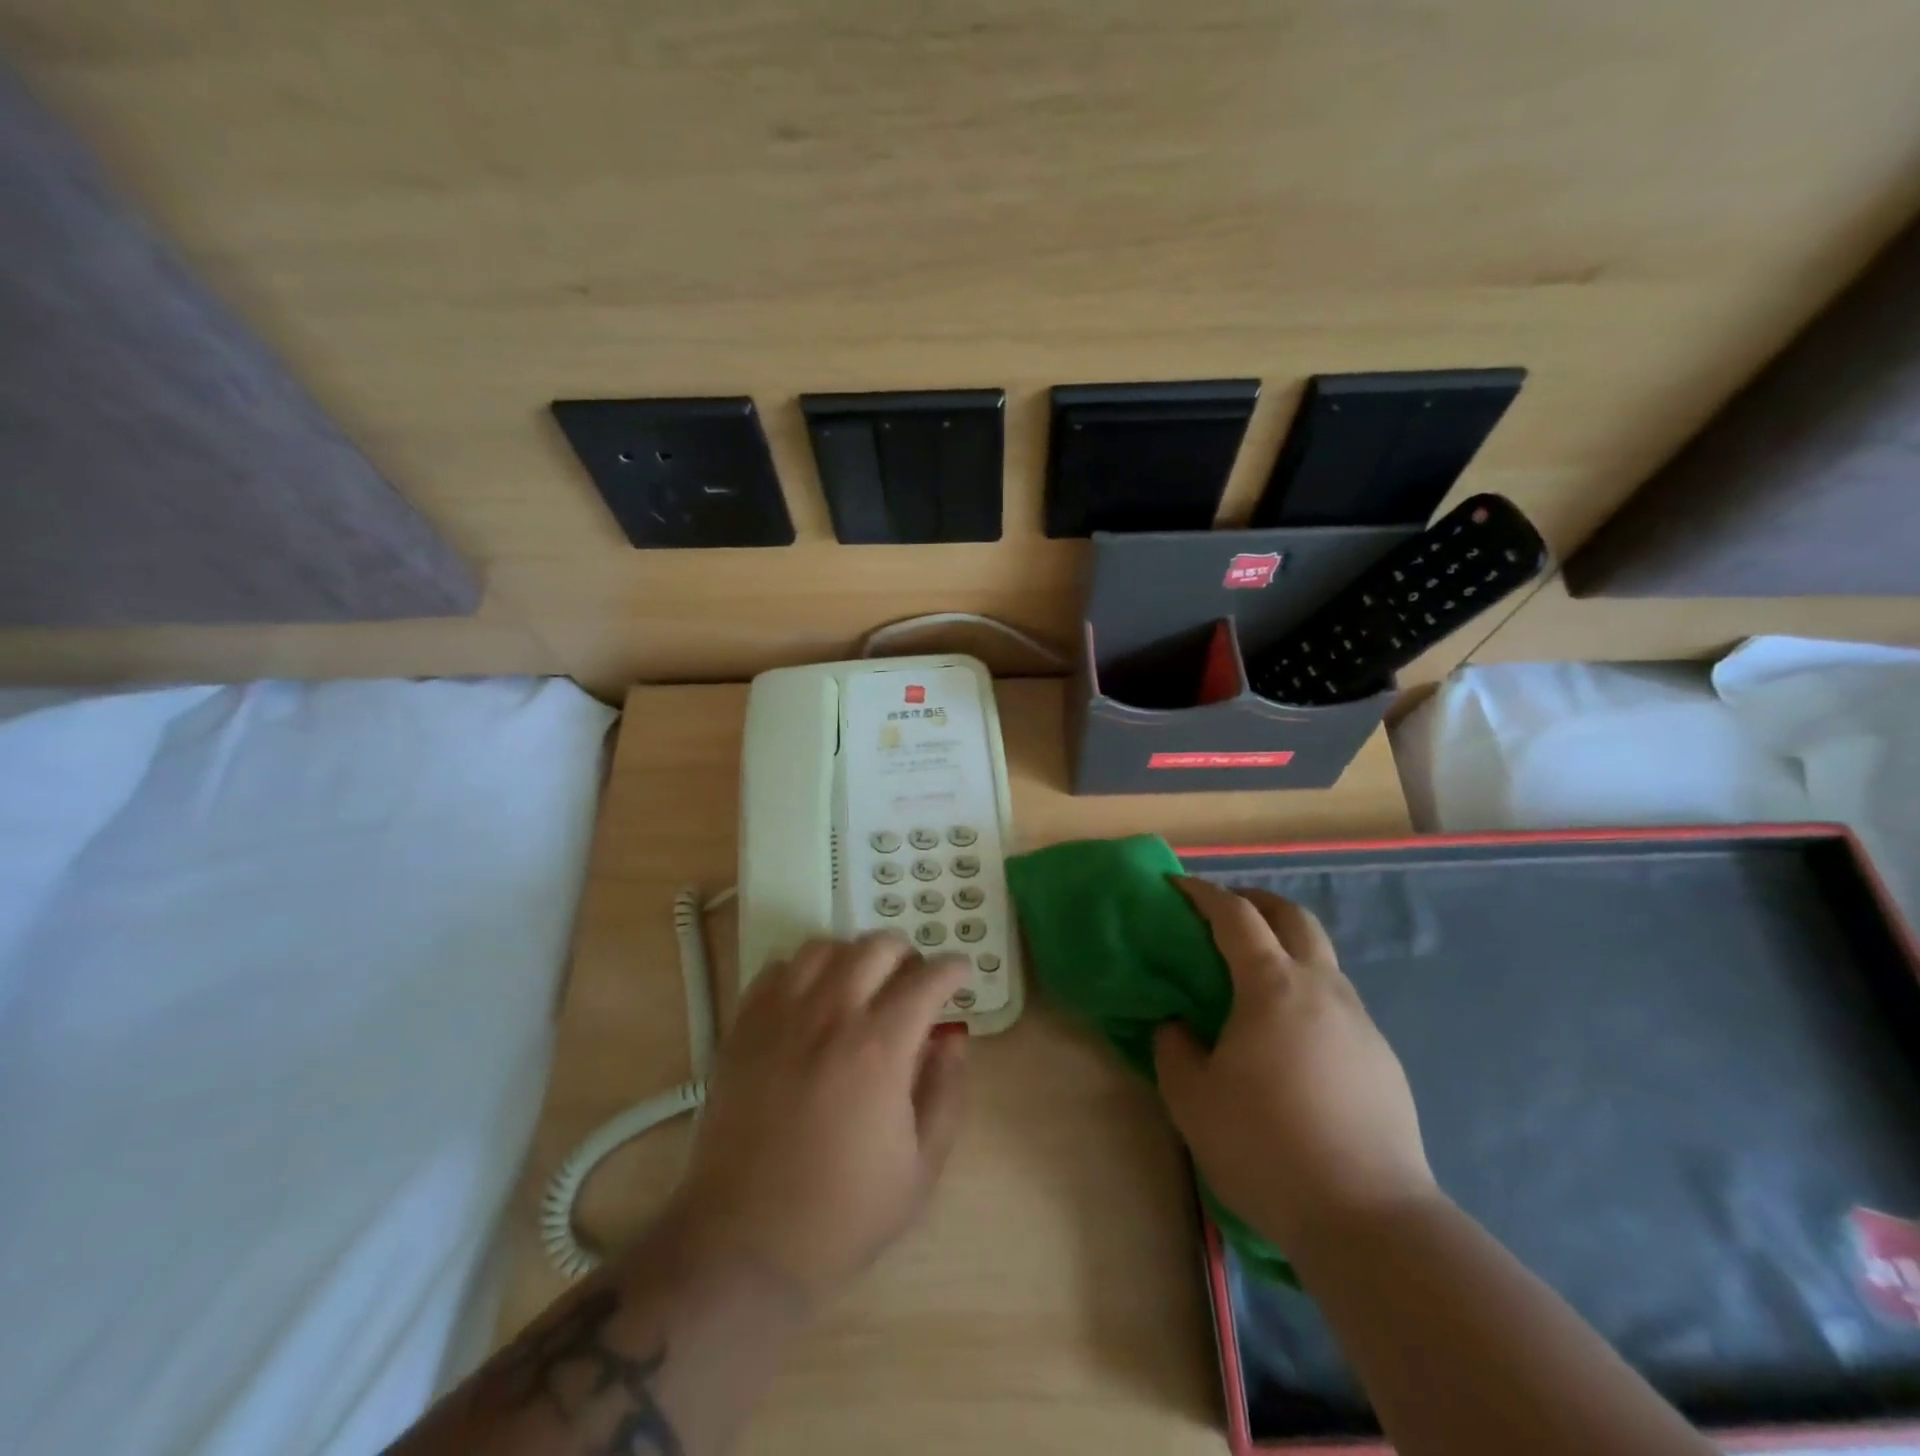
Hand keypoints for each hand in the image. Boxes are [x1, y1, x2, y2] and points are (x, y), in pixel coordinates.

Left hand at [660, 933, 970, 1305]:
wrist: (742, 1246)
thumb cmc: (842, 1214)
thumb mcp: (920, 1168)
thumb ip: (946, 1093)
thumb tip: (955, 1040)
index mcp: (879, 1049)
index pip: (927, 980)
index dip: (952, 969)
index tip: (960, 974)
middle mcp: (830, 1016)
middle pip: (876, 947)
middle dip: (906, 954)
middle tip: (912, 981)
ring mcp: (779, 1017)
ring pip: (823, 947)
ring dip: (853, 956)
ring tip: (861, 984)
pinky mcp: (742, 1029)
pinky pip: (775, 970)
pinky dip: (802, 971)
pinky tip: (810, 1000)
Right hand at [1153, 877, 1435, 1251]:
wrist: (1369, 1219)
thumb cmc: (1266, 1146)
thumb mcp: (1192, 1098)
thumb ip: (1173, 1048)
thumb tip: (1176, 1025)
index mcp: (1272, 986)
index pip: (1236, 916)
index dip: (1203, 894)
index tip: (1177, 886)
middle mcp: (1322, 987)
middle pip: (1293, 917)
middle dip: (1256, 901)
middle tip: (1225, 911)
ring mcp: (1360, 1021)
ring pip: (1322, 958)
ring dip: (1286, 946)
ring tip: (1255, 977)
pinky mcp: (1382, 1057)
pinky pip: (1338, 1002)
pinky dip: (1307, 991)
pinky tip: (1290, 1036)